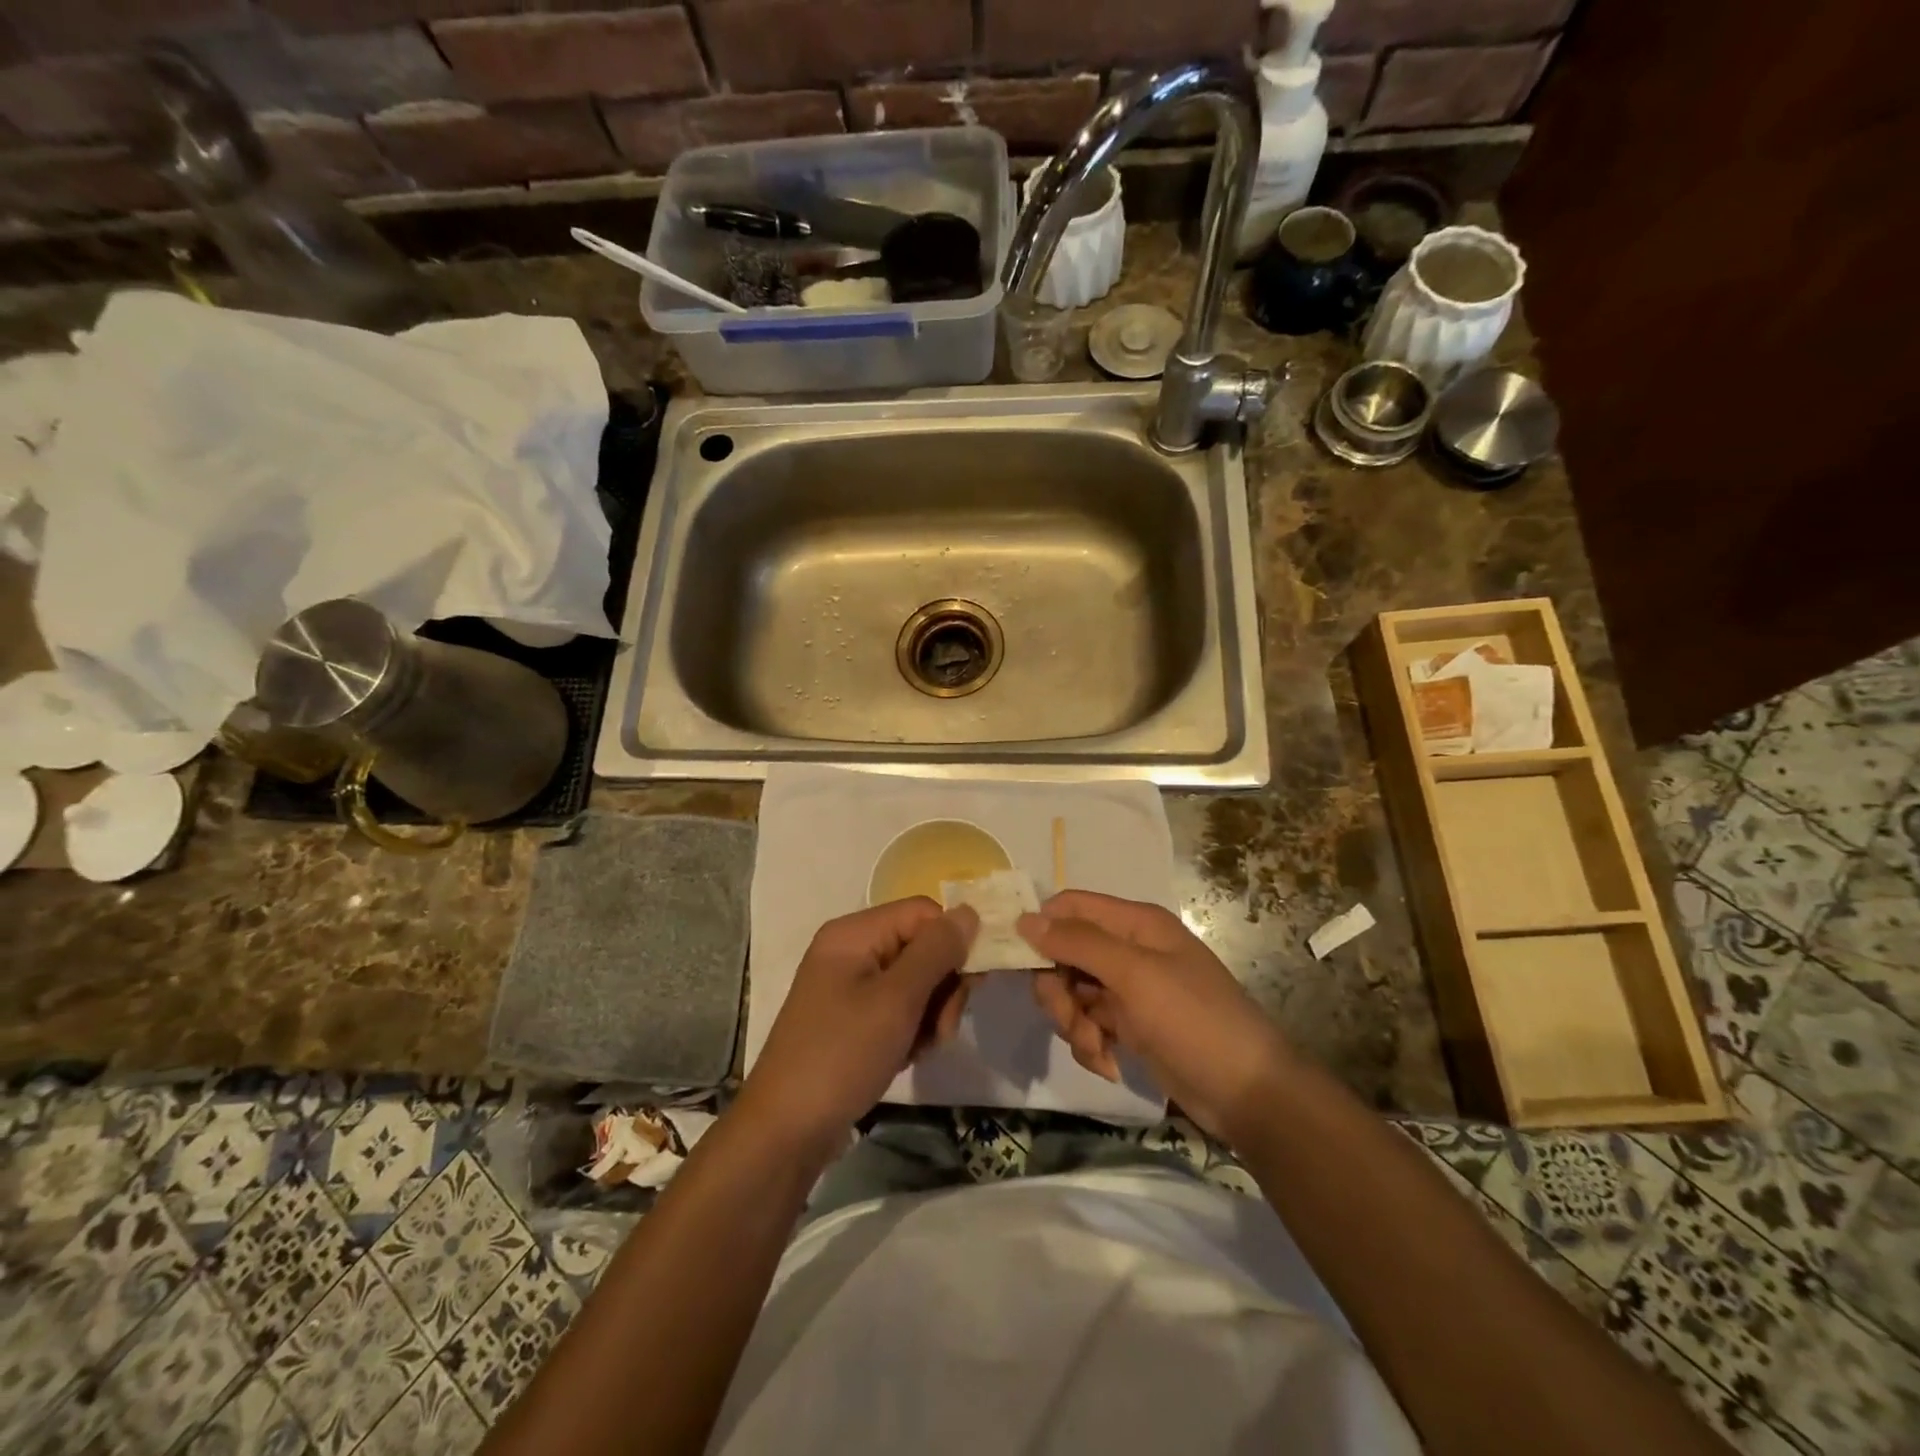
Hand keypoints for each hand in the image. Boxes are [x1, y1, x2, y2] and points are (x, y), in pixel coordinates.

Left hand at [740, 898, 977, 1154]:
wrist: (786, 1131)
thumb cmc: (841, 1055)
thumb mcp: (896, 1000)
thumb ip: (936, 951)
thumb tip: (970, 911)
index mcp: (854, 933)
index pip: (923, 913)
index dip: (951, 942)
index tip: (969, 985)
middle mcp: (851, 950)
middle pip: (921, 947)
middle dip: (942, 987)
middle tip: (941, 1029)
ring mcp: (849, 986)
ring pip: (916, 982)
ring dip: (930, 1015)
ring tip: (919, 1049)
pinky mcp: (852, 1019)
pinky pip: (898, 1009)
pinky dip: (911, 1031)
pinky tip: (905, 1057)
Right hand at [1018, 890, 1292, 1145]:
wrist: (1248, 1093)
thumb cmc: (1193, 1020)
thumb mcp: (1134, 975)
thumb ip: (1078, 943)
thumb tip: (1024, 919)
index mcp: (1134, 923)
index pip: (1069, 907)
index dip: (1041, 929)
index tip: (1019, 963)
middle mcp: (1128, 949)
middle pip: (1064, 953)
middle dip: (1057, 990)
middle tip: (1069, 1018)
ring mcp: (1128, 989)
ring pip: (1071, 992)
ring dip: (1073, 1023)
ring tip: (1096, 1048)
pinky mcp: (1129, 1026)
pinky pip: (1087, 1024)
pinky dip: (1089, 1044)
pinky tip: (1109, 1064)